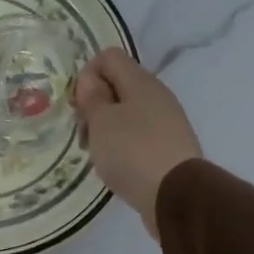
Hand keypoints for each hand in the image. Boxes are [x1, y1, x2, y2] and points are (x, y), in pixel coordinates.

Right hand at [72, 48, 202, 236]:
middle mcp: (157, 95)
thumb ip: (92, 95)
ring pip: (127, 113)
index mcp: (141, 81)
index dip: (87, 74)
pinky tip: (114, 165)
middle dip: (94, 104)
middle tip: (83, 131)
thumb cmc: (131, 151)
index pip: (109, 57)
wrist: (175, 196)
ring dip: (106, 128)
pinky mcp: (169, 147)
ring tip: (96, 153)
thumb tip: (91, 78)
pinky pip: (138, 135)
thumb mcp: (101, 120)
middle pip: (118, 86)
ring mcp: (166, 122)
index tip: (78, 103)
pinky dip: (122, 145)